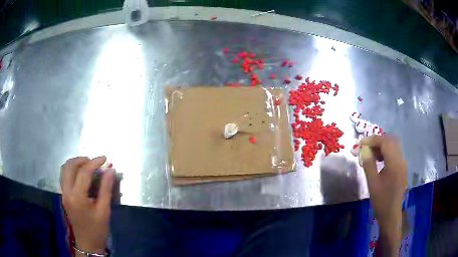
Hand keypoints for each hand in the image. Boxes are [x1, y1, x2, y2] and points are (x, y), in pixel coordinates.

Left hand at [61, 156, 114, 254]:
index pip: (84, 172)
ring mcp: (63, 194)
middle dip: (81, 160)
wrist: (87, 243)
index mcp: (77, 197)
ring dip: (75, 163)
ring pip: (64, 169)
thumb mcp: (104, 210)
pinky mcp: (63, 196)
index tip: (104, 158)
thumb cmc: (97, 229)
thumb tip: (110, 171)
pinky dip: (72, 170)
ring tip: (87, 166)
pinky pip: (65, 176)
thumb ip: (106, 189)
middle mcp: (67, 192)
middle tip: (94, 162)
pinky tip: (81, 175)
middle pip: (69, 166)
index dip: (94, 163)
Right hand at [360, 135, 406, 255]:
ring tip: (371, 154)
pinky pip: (395, 153)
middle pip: (391, 141)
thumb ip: (369, 164)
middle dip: (377, 141)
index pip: (385, 142)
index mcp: (394, 163)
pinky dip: (386, 152)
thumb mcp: (372, 183)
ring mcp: (403, 163)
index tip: (361, 143)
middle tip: (366, 148)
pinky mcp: (402, 168)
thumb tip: (364, 149)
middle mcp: (401, 159)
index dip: (373, 140)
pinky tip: (379, 160)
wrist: (391, 214)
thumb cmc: (381, 200)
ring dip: (382, 146)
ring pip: (393, 146)